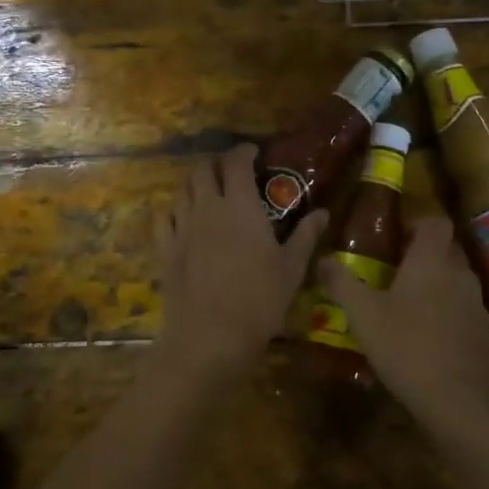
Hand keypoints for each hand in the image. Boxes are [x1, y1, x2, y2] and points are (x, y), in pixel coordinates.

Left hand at [155, 144, 327, 390]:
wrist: (210, 337)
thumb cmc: (259, 300)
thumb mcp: (291, 268)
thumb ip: (305, 235)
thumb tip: (323, 212)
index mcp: (239, 205)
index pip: (236, 163)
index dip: (243, 152)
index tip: (253, 153)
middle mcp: (207, 207)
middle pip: (202, 170)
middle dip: (216, 164)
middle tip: (230, 171)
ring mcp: (182, 228)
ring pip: (182, 190)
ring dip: (195, 184)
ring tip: (208, 192)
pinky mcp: (165, 250)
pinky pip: (164, 218)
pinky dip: (174, 210)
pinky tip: (182, 218)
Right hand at [318, 217, 488, 432]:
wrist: (456, 401)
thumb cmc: (406, 346)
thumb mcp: (363, 315)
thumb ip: (342, 283)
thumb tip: (322, 259)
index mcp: (431, 261)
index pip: (436, 222)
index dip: (418, 223)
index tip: (397, 236)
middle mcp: (459, 274)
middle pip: (446, 249)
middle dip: (424, 253)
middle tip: (395, 268)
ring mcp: (475, 303)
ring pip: (456, 279)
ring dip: (436, 283)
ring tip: (408, 302)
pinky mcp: (483, 332)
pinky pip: (463, 307)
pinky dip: (447, 310)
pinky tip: (427, 333)